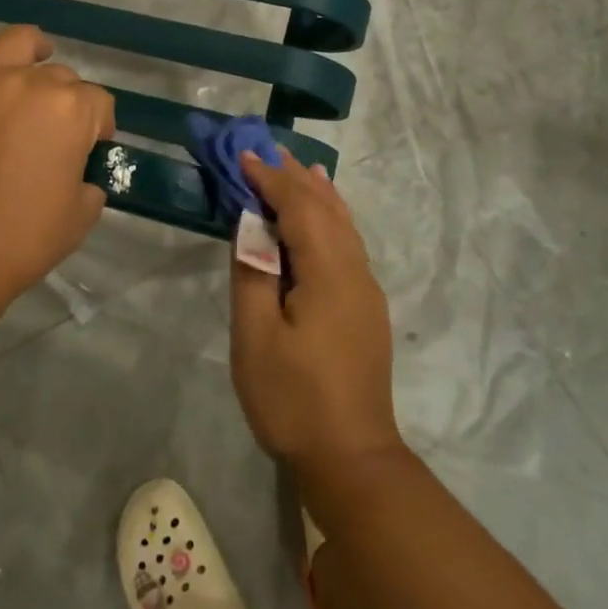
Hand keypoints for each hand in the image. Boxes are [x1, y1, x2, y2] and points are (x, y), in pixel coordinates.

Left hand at [0, 0, 114, 321]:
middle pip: (60, 76)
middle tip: (52, 137)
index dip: (97, 129)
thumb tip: (76, 172)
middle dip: (65, 101)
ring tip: (37, 53)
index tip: (87, 154)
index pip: (99, 105)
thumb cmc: (20, 239)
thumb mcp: (80, 215)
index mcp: (72, 109)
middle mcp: (31, 81)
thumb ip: (87, 182)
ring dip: (33, 46)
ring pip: (16, 43)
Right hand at [229, 150, 402, 477]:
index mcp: (328, 272)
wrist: (352, 459)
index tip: (241, 156)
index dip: (270, 178)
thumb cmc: (293, 399)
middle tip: (264, 149)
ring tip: (296, 166)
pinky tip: (324, 214)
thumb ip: (252, 273)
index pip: (299, 207)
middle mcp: (355, 270)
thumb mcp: (256, 337)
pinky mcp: (366, 308)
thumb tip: (249, 226)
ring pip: (342, 224)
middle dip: (294, 176)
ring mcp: (366, 290)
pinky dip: (330, 217)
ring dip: (316, 193)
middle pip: (326, 208)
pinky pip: (348, 244)